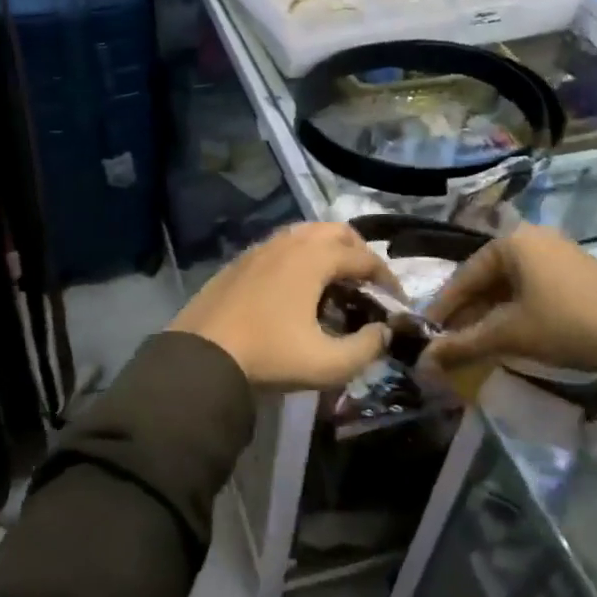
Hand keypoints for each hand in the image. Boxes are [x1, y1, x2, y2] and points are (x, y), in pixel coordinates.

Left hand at [169, 223, 398, 388]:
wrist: (200, 356)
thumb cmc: (269, 356)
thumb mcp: (327, 364)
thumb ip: (367, 348)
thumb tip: (384, 332)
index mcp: (314, 258)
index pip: (364, 258)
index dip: (387, 279)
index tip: (396, 303)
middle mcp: (289, 242)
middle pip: (336, 232)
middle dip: (358, 254)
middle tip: (366, 285)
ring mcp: (260, 248)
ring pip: (305, 235)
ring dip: (327, 252)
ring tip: (334, 285)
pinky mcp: (240, 261)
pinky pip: (281, 247)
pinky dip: (300, 258)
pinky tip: (296, 290)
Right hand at [425, 224, 596, 374]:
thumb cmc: (564, 324)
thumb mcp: (508, 335)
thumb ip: (462, 344)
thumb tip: (424, 361)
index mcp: (513, 241)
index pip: (465, 274)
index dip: (444, 306)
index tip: (429, 332)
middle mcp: (536, 238)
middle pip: (489, 277)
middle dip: (469, 311)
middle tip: (452, 340)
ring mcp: (563, 254)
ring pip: (513, 285)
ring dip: (493, 313)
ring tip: (480, 341)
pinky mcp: (583, 274)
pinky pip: (536, 289)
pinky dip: (519, 311)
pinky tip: (515, 334)